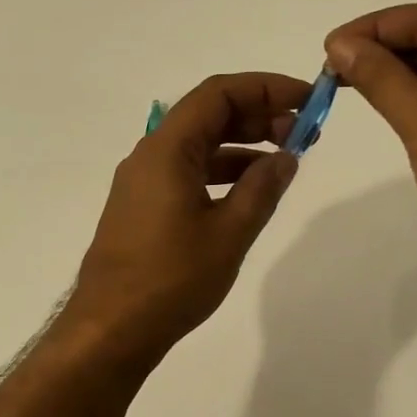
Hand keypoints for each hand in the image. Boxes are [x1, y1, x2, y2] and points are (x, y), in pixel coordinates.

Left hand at [65, 72, 308, 357]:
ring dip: (241, 144)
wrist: (111, 328)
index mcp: (167, 150)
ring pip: (197, 145)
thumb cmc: (172, 279)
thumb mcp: (229, 233)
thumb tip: (286, 157)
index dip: (264, 88)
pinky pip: (186, 171)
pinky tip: (249, 190)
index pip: (218, 94)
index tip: (306, 99)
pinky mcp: (141, 207)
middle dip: (257, 115)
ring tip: (284, 160)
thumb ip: (262, 189)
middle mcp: (149, 156)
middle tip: (302, 132)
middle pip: (207, 115)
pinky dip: (221, 171)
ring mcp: (142, 182)